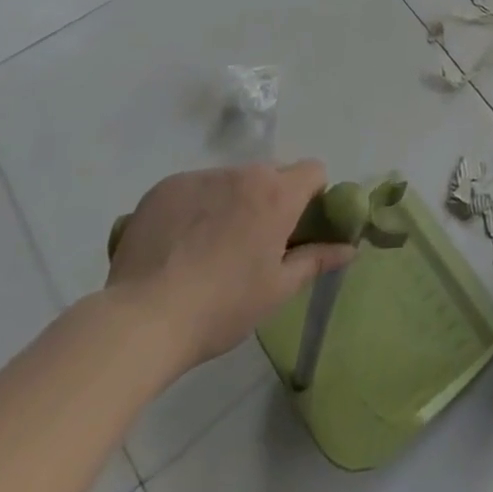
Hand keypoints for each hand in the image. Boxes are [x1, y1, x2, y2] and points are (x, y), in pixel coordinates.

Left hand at [105, 161, 355, 378]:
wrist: (142, 320)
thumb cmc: (222, 307)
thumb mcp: (277, 290)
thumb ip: (316, 260)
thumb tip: (350, 248)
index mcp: (277, 193)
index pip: (313, 171)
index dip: (311, 196)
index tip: (297, 228)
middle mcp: (243, 173)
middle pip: (269, 175)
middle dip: (269, 200)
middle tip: (252, 245)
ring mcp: (201, 176)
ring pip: (230, 181)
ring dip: (231, 202)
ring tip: (207, 250)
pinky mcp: (165, 187)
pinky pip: (193, 189)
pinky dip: (194, 208)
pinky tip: (176, 247)